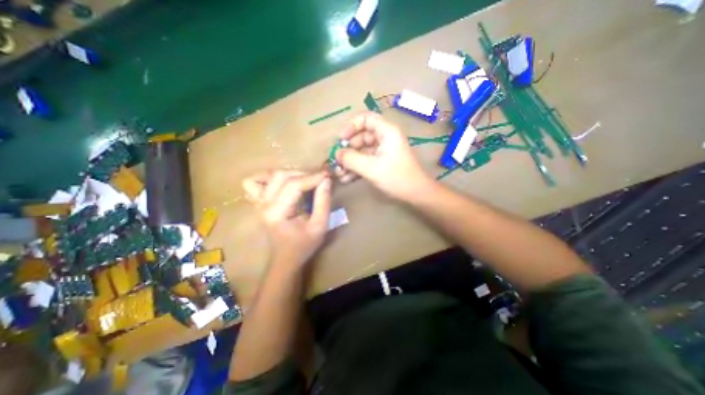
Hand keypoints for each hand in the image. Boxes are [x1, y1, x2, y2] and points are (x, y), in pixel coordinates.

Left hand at [242, 170, 331, 267]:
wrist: (286, 258)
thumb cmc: (304, 245)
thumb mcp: (319, 226)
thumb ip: (323, 202)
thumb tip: (326, 180)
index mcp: (277, 213)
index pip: (293, 185)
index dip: (312, 177)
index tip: (327, 175)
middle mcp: (264, 205)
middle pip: (280, 176)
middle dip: (303, 174)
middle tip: (319, 178)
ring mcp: (259, 202)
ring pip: (270, 175)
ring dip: (290, 173)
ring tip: (305, 179)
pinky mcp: (259, 202)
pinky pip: (254, 182)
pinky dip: (268, 177)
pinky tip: (282, 182)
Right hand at [334, 113, 431, 200]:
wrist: (416, 194)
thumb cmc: (396, 177)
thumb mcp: (371, 168)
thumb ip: (351, 159)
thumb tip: (336, 154)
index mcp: (387, 132)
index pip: (366, 119)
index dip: (351, 126)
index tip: (340, 139)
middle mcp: (385, 138)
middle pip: (361, 137)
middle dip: (348, 149)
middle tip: (336, 161)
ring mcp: (383, 152)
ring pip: (362, 151)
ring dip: (350, 161)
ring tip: (338, 173)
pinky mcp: (382, 163)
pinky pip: (366, 161)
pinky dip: (356, 168)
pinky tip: (346, 178)